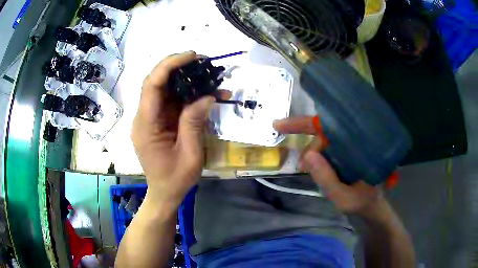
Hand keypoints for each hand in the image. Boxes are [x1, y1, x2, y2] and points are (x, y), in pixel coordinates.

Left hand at [132, 51, 213, 206]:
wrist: (164, 193)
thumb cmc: (175, 179)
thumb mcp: (190, 154)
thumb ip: (194, 123)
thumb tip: (207, 95)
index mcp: (146, 125)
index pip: (152, 85)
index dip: (170, 65)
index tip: (192, 56)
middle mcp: (143, 118)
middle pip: (156, 83)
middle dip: (179, 68)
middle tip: (204, 62)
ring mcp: (150, 119)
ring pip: (165, 90)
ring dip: (185, 80)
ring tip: (208, 75)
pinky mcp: (157, 122)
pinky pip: (171, 102)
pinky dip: (187, 96)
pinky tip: (205, 94)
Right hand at [274, 116, 382, 215]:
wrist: (373, 204)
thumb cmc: (363, 201)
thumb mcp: (344, 197)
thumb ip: (326, 179)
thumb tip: (306, 157)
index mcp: (356, 145)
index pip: (327, 126)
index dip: (302, 123)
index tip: (279, 125)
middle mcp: (353, 140)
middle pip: (322, 133)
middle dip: (310, 149)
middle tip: (303, 169)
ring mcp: (348, 145)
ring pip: (323, 141)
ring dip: (313, 155)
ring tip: (312, 172)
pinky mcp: (345, 152)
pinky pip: (326, 149)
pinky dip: (317, 158)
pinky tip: (316, 168)